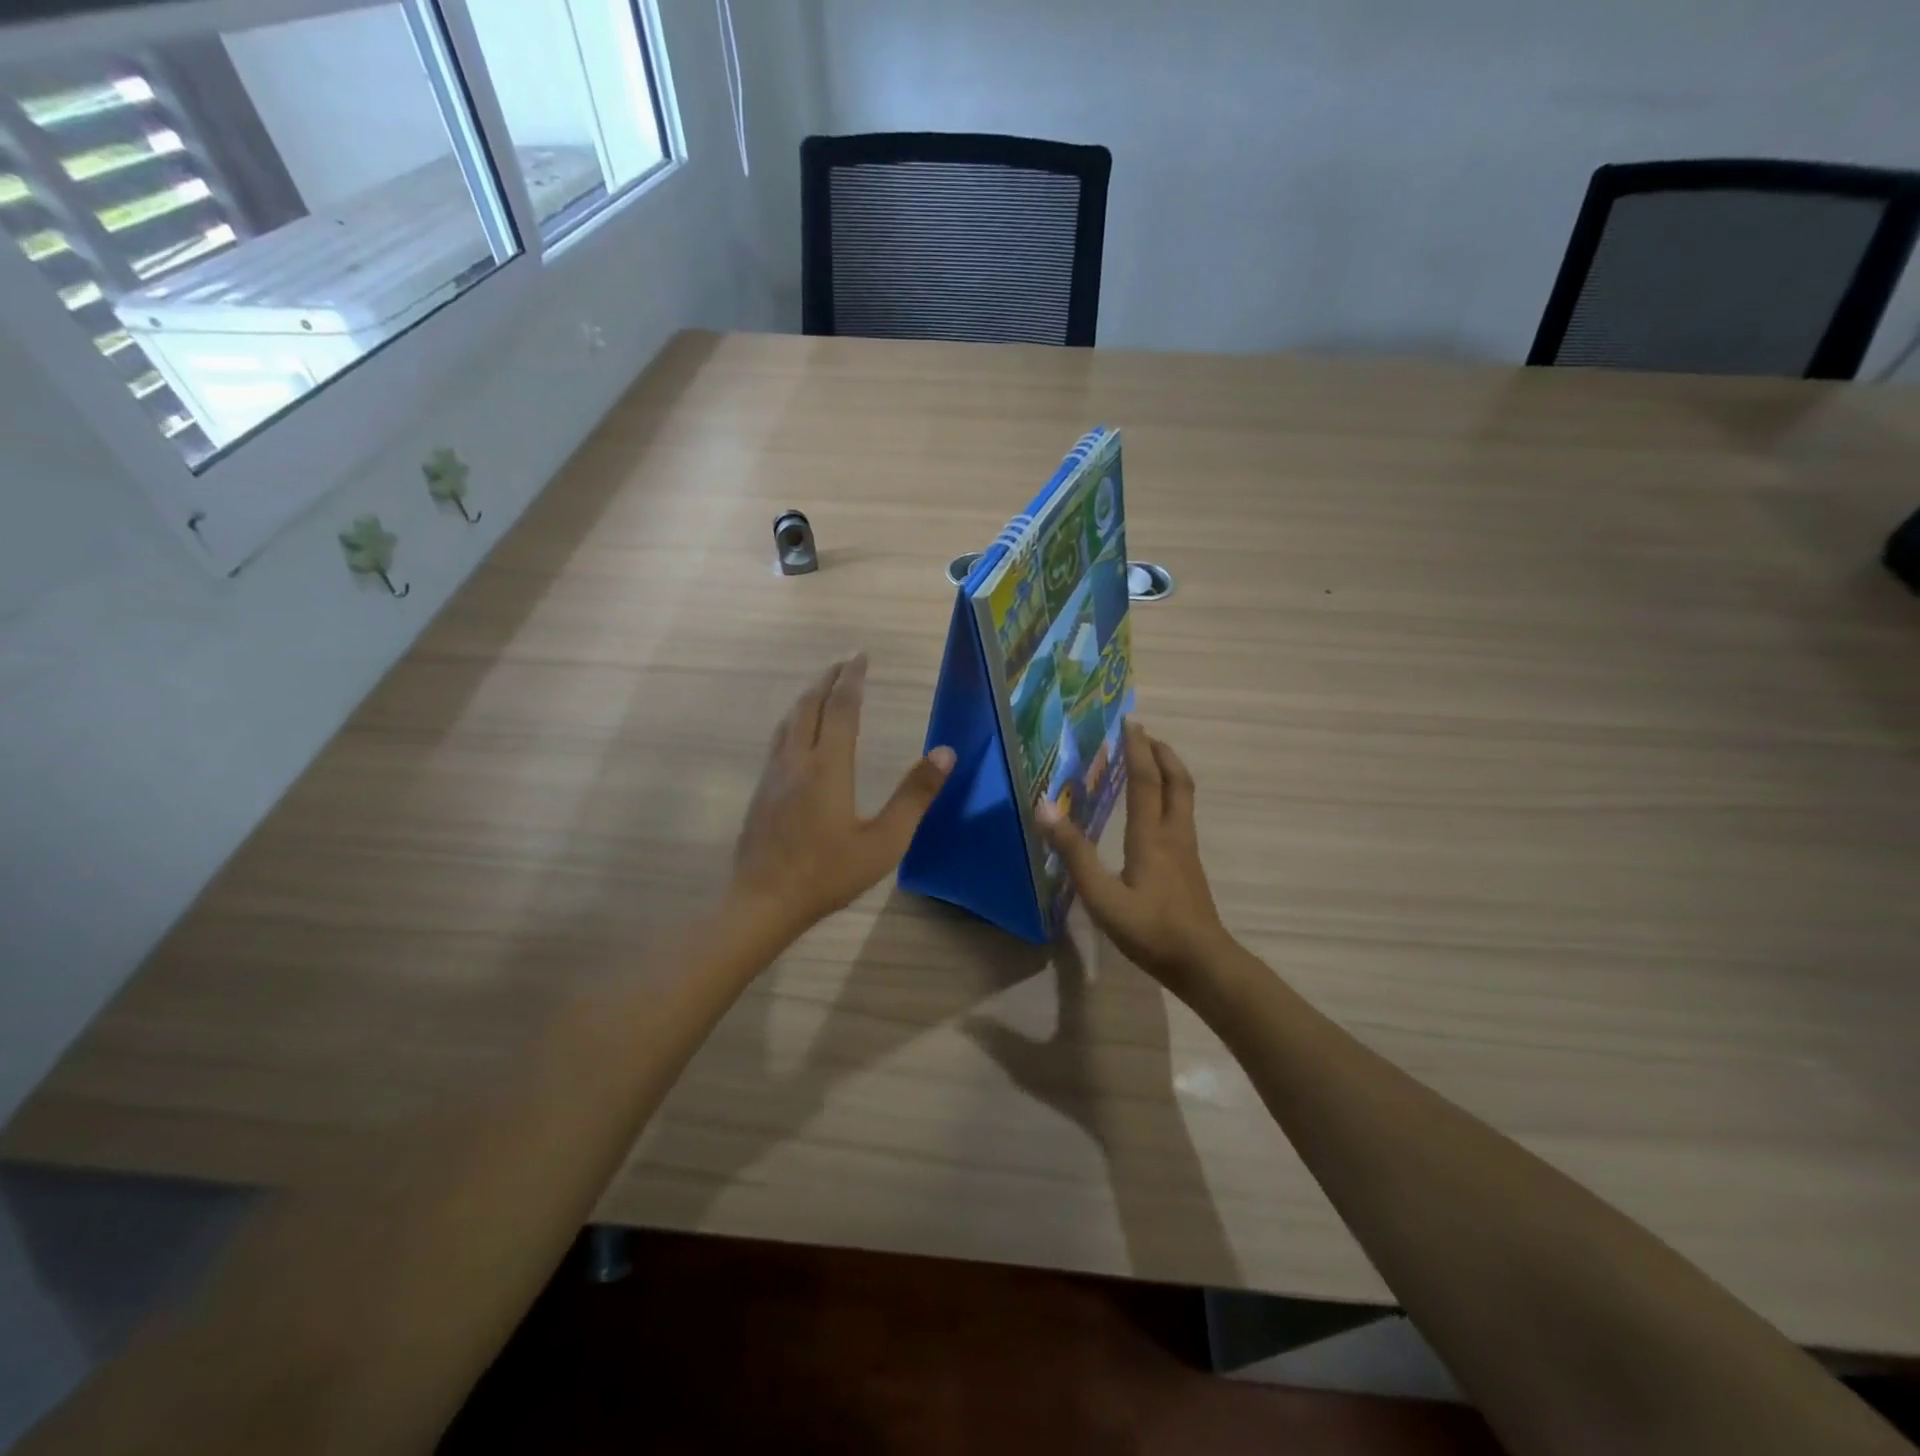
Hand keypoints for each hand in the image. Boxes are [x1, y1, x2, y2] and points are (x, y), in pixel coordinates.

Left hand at [729, 654, 955, 947]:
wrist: (763, 902)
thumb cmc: (828, 874)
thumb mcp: (884, 841)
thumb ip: (915, 796)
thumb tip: (945, 753)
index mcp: (828, 766)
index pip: (841, 707)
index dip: (852, 678)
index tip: (861, 656)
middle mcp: (797, 760)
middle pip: (809, 705)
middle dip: (827, 679)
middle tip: (844, 663)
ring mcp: (773, 774)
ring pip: (789, 720)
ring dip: (808, 696)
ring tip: (822, 688)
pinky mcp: (761, 790)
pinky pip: (779, 739)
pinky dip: (794, 719)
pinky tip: (797, 733)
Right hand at [1037, 720, 1233, 993]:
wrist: (1202, 962)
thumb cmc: (1149, 929)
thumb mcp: (1102, 895)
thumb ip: (1074, 853)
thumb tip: (1044, 808)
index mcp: (1151, 836)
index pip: (1145, 780)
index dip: (1137, 749)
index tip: (1130, 722)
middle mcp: (1173, 834)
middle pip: (1177, 781)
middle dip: (1162, 753)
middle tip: (1144, 735)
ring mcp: (1186, 850)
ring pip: (1184, 798)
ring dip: (1170, 772)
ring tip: (1152, 762)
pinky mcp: (1190, 866)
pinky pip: (1182, 815)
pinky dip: (1170, 796)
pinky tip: (1156, 812)